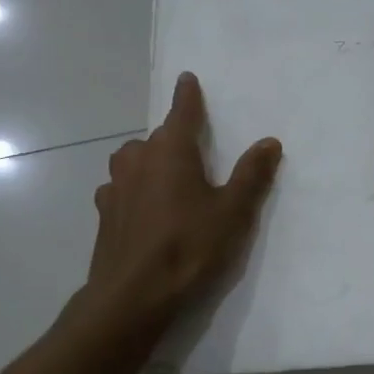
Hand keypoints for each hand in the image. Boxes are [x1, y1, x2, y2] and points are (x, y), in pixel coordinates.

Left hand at [89, 72, 282, 323]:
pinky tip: (141, 210)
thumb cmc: (189, 247)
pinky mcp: (103, 214)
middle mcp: (138, 159)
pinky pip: (120, 189)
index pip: (182, 112)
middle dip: (172, 139)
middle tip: (192, 153)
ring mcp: (115, 186)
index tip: (187, 78)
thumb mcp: (232, 212)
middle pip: (156, 138)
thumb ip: (252, 175)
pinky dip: (132, 190)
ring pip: (132, 161)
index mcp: (172, 151)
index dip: (188, 96)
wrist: (133, 295)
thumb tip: (270, 141)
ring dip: (148, 162)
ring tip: (165, 179)